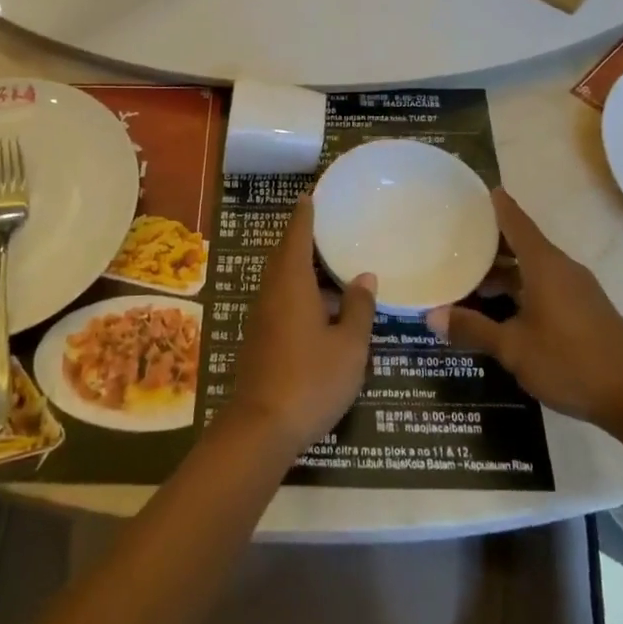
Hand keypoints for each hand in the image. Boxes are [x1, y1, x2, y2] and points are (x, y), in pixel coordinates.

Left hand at [227, 196, 377, 451]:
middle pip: (284, 256)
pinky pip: (278, 299)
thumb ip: (358, 308)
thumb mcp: (349, 346)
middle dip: (301, 238)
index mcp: (291, 284)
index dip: (304, 216)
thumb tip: (364, 276)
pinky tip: (317, 307)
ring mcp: (261, 317)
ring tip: (327, 264)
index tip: (309, 196)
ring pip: (280, 279)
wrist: (262, 428)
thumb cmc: (312, 380)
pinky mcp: (258, 339)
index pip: (297, 237)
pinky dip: (296, 291)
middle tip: (323, 225)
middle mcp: (271, 293)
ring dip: (300, 267)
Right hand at [426, 188, 622, 437]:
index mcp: (544, 265)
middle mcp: (561, 268)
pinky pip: (544, 285)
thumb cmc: (571, 362)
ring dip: (503, 271)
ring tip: (468, 279)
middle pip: (521, 243)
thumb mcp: (513, 348)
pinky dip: (519, 287)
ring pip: (531, 268)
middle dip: (488, 242)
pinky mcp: (584, 309)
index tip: (469, 191)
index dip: (493, 204)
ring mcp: (576, 289)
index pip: (514, 221)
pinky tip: (500, 309)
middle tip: (452, 240)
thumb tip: (431, 315)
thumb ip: (473, 329)